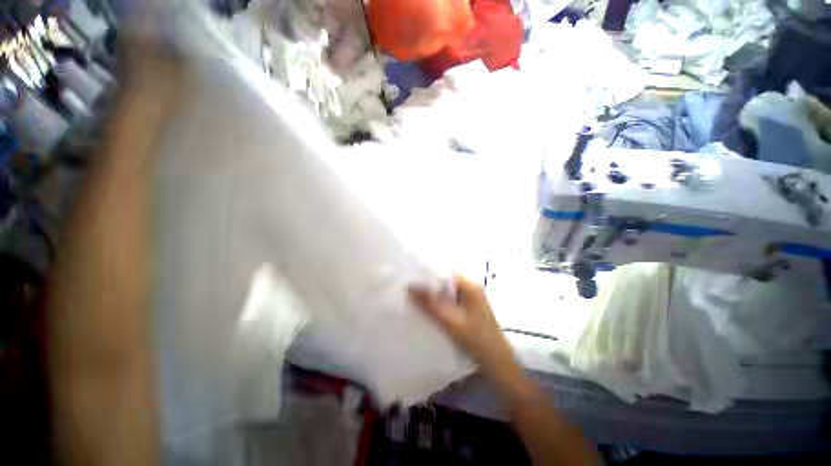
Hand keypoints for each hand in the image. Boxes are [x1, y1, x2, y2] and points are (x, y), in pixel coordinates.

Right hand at [409, 276, 517, 383]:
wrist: (497, 362)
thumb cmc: (476, 340)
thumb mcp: (450, 322)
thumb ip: (430, 304)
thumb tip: (411, 287)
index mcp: (470, 286)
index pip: (445, 274)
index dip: (428, 276)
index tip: (411, 280)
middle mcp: (472, 288)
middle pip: (446, 282)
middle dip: (430, 287)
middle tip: (411, 291)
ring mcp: (472, 298)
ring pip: (448, 292)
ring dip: (435, 296)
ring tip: (416, 299)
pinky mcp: (470, 308)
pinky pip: (452, 301)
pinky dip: (441, 304)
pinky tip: (430, 309)